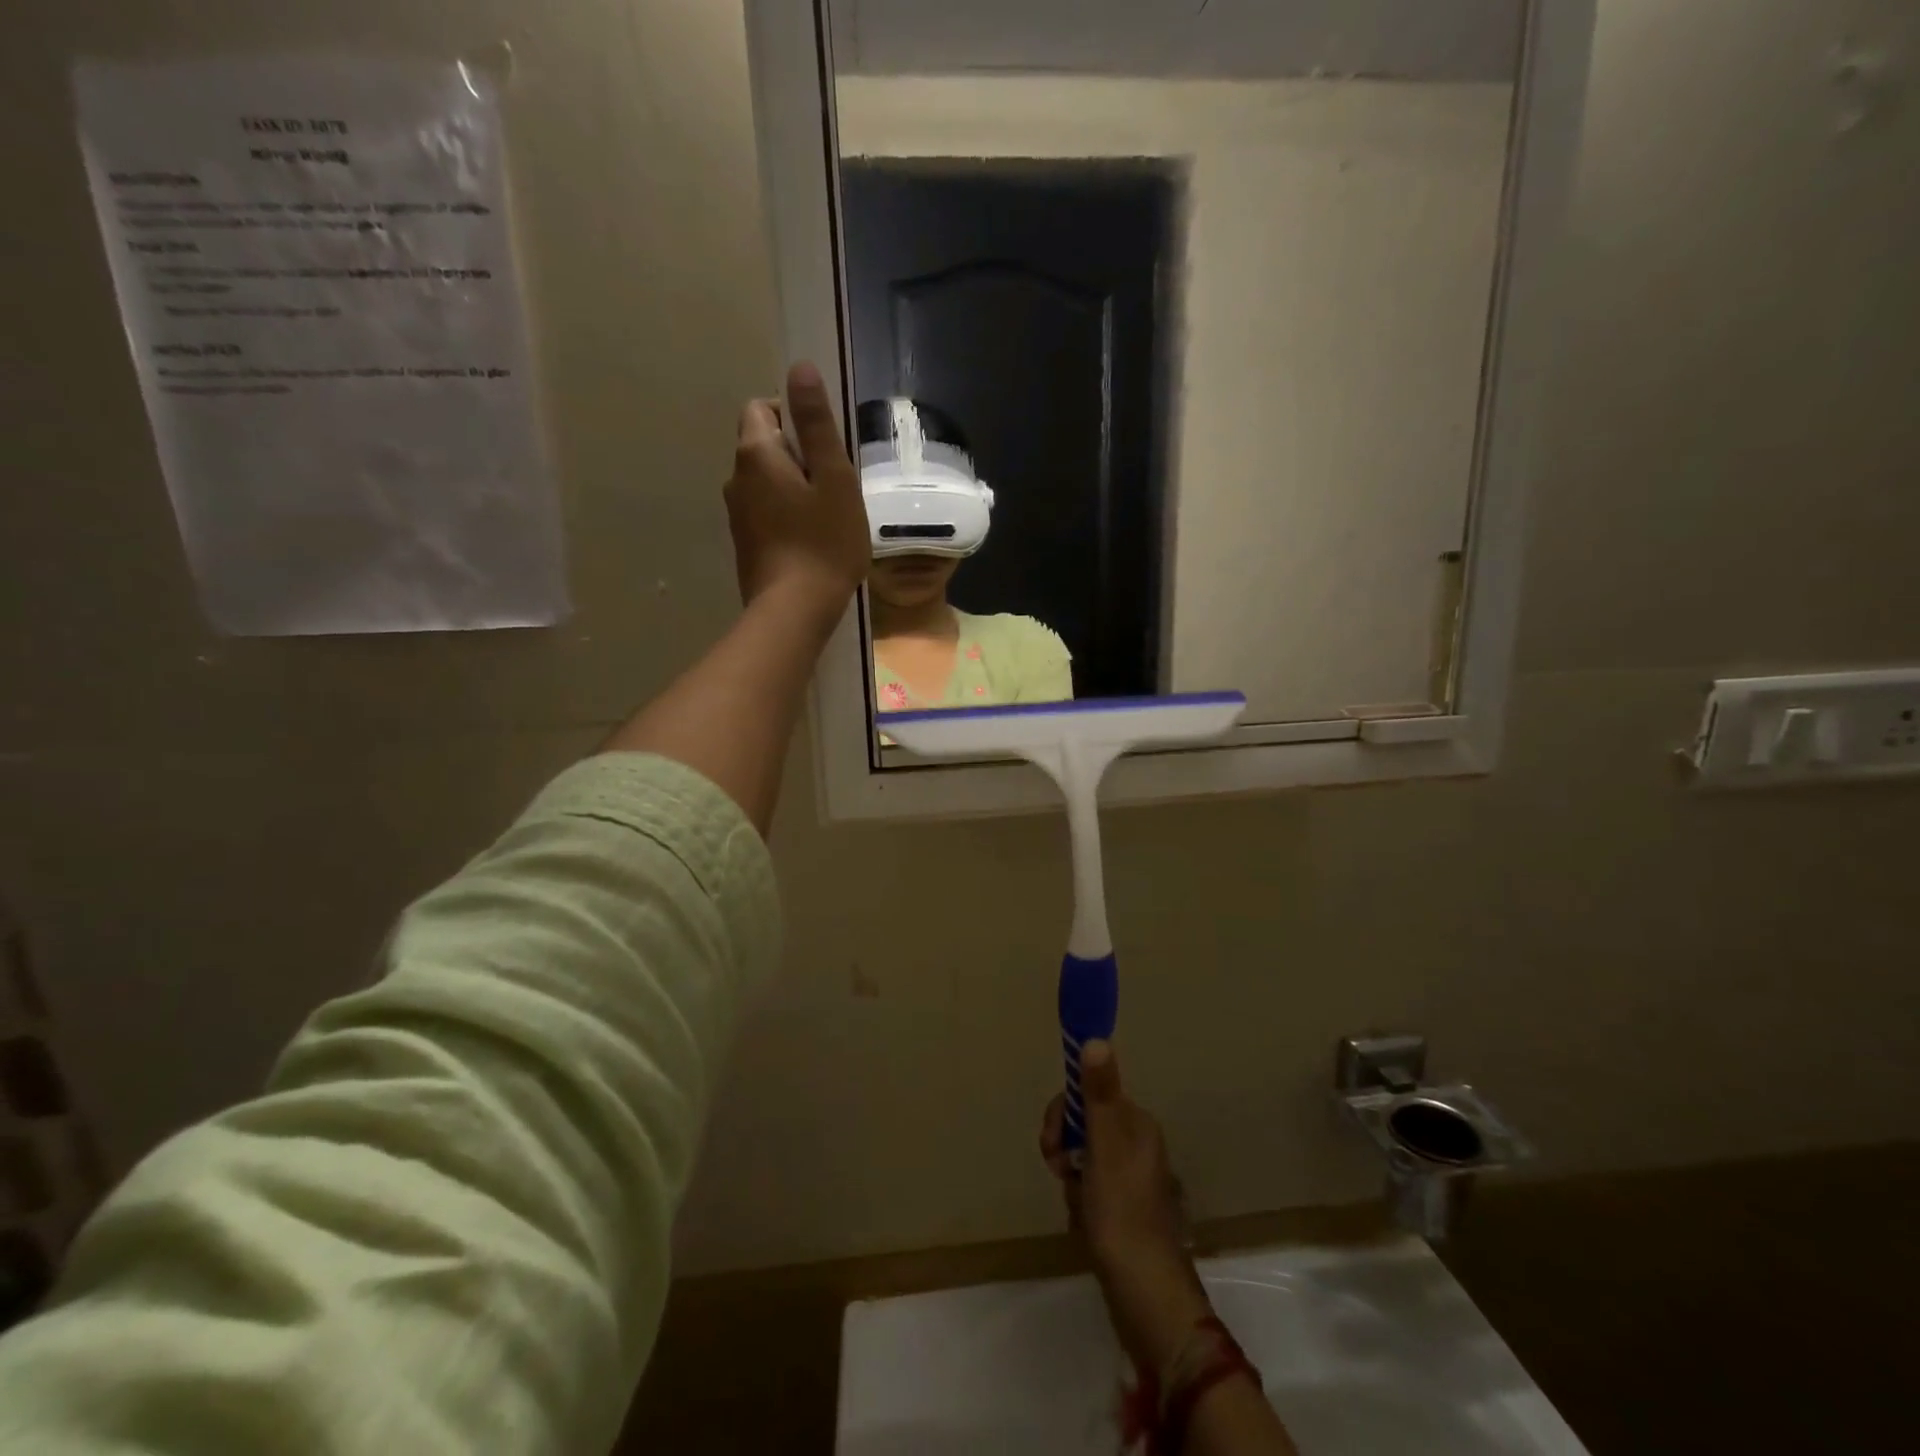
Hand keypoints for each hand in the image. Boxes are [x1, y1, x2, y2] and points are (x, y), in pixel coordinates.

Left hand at [724, 360, 869, 621]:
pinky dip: (786, 515)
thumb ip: (817, 424)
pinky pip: (765, 512)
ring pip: (765, 482)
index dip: (795, 417)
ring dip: (793, 487)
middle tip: (833, 486)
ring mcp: (736, 514)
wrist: (794, 610)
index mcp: (756, 454)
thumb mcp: (833, 478)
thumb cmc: (824, 542)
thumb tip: (799, 368)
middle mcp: (736, 478)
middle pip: (764, 445)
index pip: (762, 408)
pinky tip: (811, 541)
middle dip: (797, 455)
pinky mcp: (744, 544)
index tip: (825, 449)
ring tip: (826, 517)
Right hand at [1041, 1042, 1211, 1369]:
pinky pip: (1091, 1189)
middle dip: (1065, 1147)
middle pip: (1085, 1125)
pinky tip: (1083, 1221)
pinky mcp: (1125, 1210)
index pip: (1089, 1094)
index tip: (1054, 1140)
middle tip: (1061, 1171)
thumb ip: (1098, 1092)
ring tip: (1076, 1203)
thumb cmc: (1121, 1210)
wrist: (1144, 1292)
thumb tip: (1095, 1037)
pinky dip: (1080, 1201)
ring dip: (1072, 1178)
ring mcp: (1132, 1179)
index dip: (1065, 1112)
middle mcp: (1137, 1144)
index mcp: (1136, 1123)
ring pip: (1083, 1159)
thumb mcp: (1104, 1145)